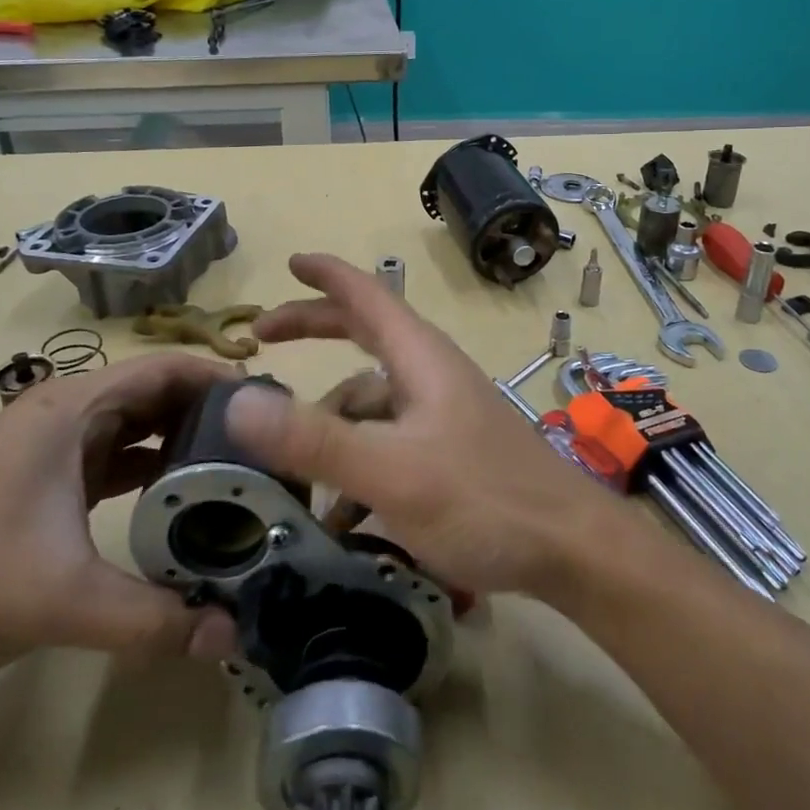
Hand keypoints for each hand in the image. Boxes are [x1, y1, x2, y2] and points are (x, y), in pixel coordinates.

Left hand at [0, 355, 241, 691]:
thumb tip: (231, 636)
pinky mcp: (42, 483)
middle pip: (158, 394)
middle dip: (213, 415)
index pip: (166, 368)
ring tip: (237, 472)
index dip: (222, 378)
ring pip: (137, 428)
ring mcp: (51, 449)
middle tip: (267, 447)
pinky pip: (115, 460)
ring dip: (184, 444)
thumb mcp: (56, 599)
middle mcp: (66, 415)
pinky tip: (181, 501)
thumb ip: (149, 618)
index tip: (271, 408)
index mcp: (72, 410)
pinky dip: (152, 471)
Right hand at [226, 253, 620, 596]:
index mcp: (420, 358)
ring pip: (374, 400)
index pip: (366, 295)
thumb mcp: (390, 471)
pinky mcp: (454, 450)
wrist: (571, 548)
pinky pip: (391, 440)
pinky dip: (359, 462)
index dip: (326, 275)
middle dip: (315, 331)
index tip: (289, 262)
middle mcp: (432, 374)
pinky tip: (344, 514)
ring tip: (296, 472)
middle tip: (263, 339)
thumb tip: (238, 401)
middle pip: (366, 336)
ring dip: (333, 424)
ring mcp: (445, 413)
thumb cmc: (483, 499)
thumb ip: (314, 439)